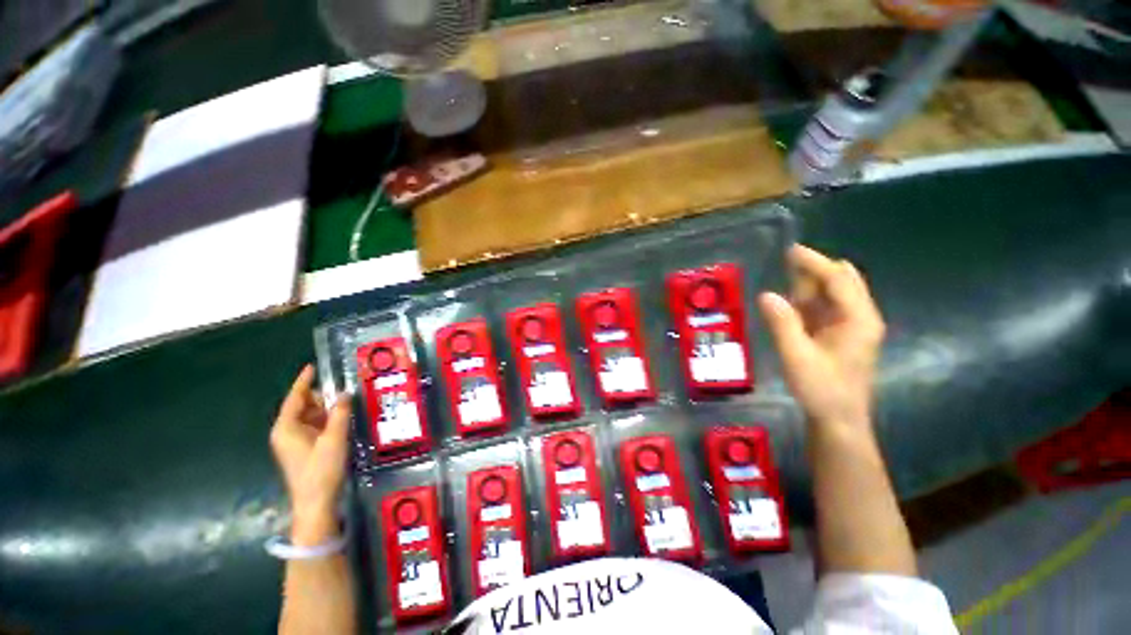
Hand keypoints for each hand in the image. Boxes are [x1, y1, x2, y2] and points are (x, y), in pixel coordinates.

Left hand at [270, 365, 350, 545]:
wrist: (316, 502)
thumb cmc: (321, 469)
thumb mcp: (335, 438)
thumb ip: (340, 413)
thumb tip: (344, 393)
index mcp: (286, 428)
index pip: (295, 398)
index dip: (304, 381)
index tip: (312, 366)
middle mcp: (286, 432)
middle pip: (302, 406)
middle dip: (321, 397)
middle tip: (342, 390)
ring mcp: (294, 442)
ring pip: (310, 417)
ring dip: (326, 409)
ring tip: (346, 403)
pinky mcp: (303, 449)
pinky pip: (314, 427)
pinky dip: (326, 420)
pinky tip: (342, 419)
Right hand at [759, 245, 885, 431]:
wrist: (838, 419)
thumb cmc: (821, 389)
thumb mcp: (797, 356)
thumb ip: (782, 324)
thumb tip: (765, 294)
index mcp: (858, 319)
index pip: (838, 279)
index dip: (815, 263)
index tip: (790, 249)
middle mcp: (860, 317)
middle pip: (841, 281)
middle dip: (816, 269)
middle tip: (785, 262)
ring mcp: (852, 326)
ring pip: (833, 293)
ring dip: (811, 284)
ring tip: (785, 276)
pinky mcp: (841, 334)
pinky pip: (826, 307)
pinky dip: (809, 299)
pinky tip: (791, 301)